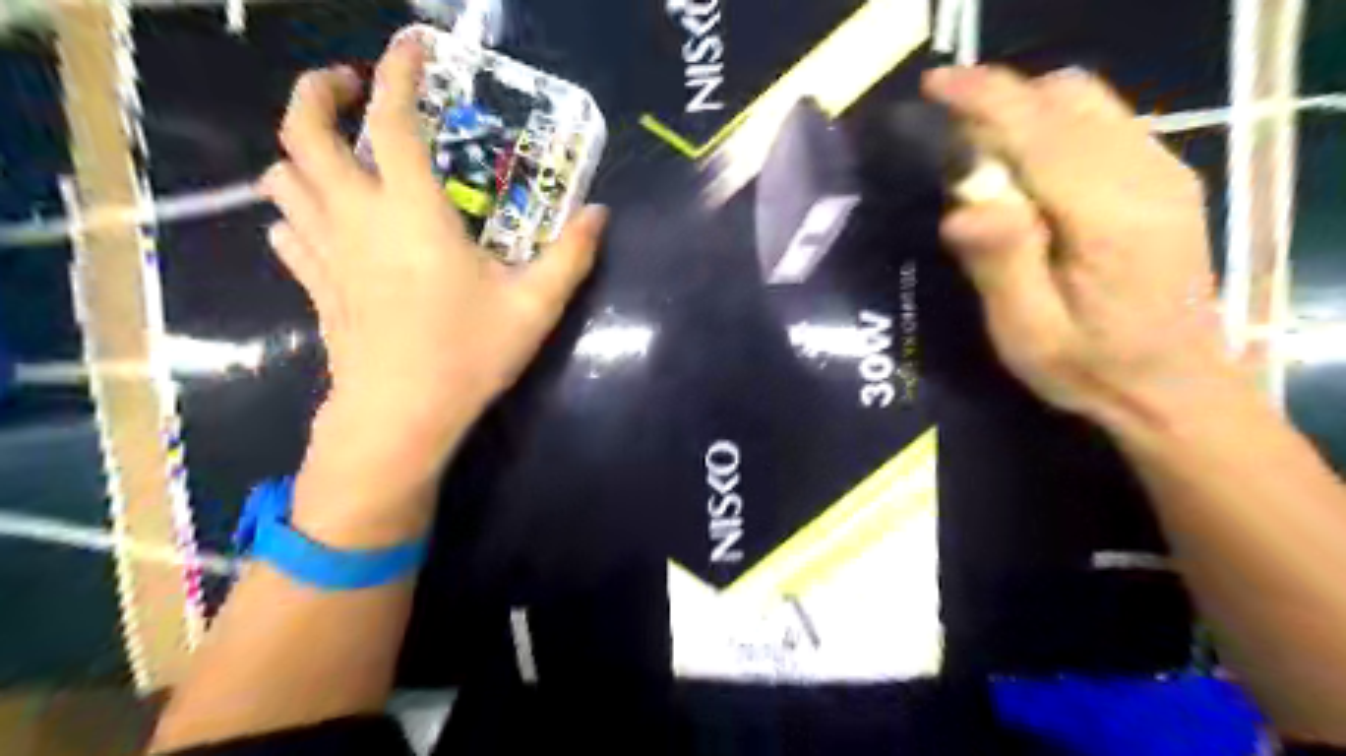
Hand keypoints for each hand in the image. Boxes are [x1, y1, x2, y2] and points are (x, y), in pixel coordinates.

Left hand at [255, 35, 611, 472]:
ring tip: (342, 157)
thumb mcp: (535, 305)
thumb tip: (599, 214)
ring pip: (283, 180)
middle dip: (316, 93)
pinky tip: (328, 224)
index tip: (408, 46)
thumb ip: (571, 255)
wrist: (401, 415)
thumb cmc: (468, 354)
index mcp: (412, 213)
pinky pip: (288, 232)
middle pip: (302, 133)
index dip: (396, 72)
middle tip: (351, 88)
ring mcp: (327, 253)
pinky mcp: (316, 287)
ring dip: (303, 153)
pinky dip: (300, 212)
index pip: (390, 121)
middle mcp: (358, 218)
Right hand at [920, 69, 1246, 430]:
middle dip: (999, 102)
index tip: (934, 85)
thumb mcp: (1027, 333)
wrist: (1173, 387)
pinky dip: (1050, 125)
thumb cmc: (1089, 368)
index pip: (1040, 131)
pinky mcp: (1162, 177)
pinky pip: (1100, 122)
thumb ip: (1000, 264)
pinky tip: (1024, 168)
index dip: (985, 99)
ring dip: (1024, 111)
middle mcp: (1147, 175)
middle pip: (1067, 100)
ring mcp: (1163, 171)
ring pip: (1086, 102)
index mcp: (1111, 217)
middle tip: (951, 144)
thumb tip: (965, 206)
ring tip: (982, 156)